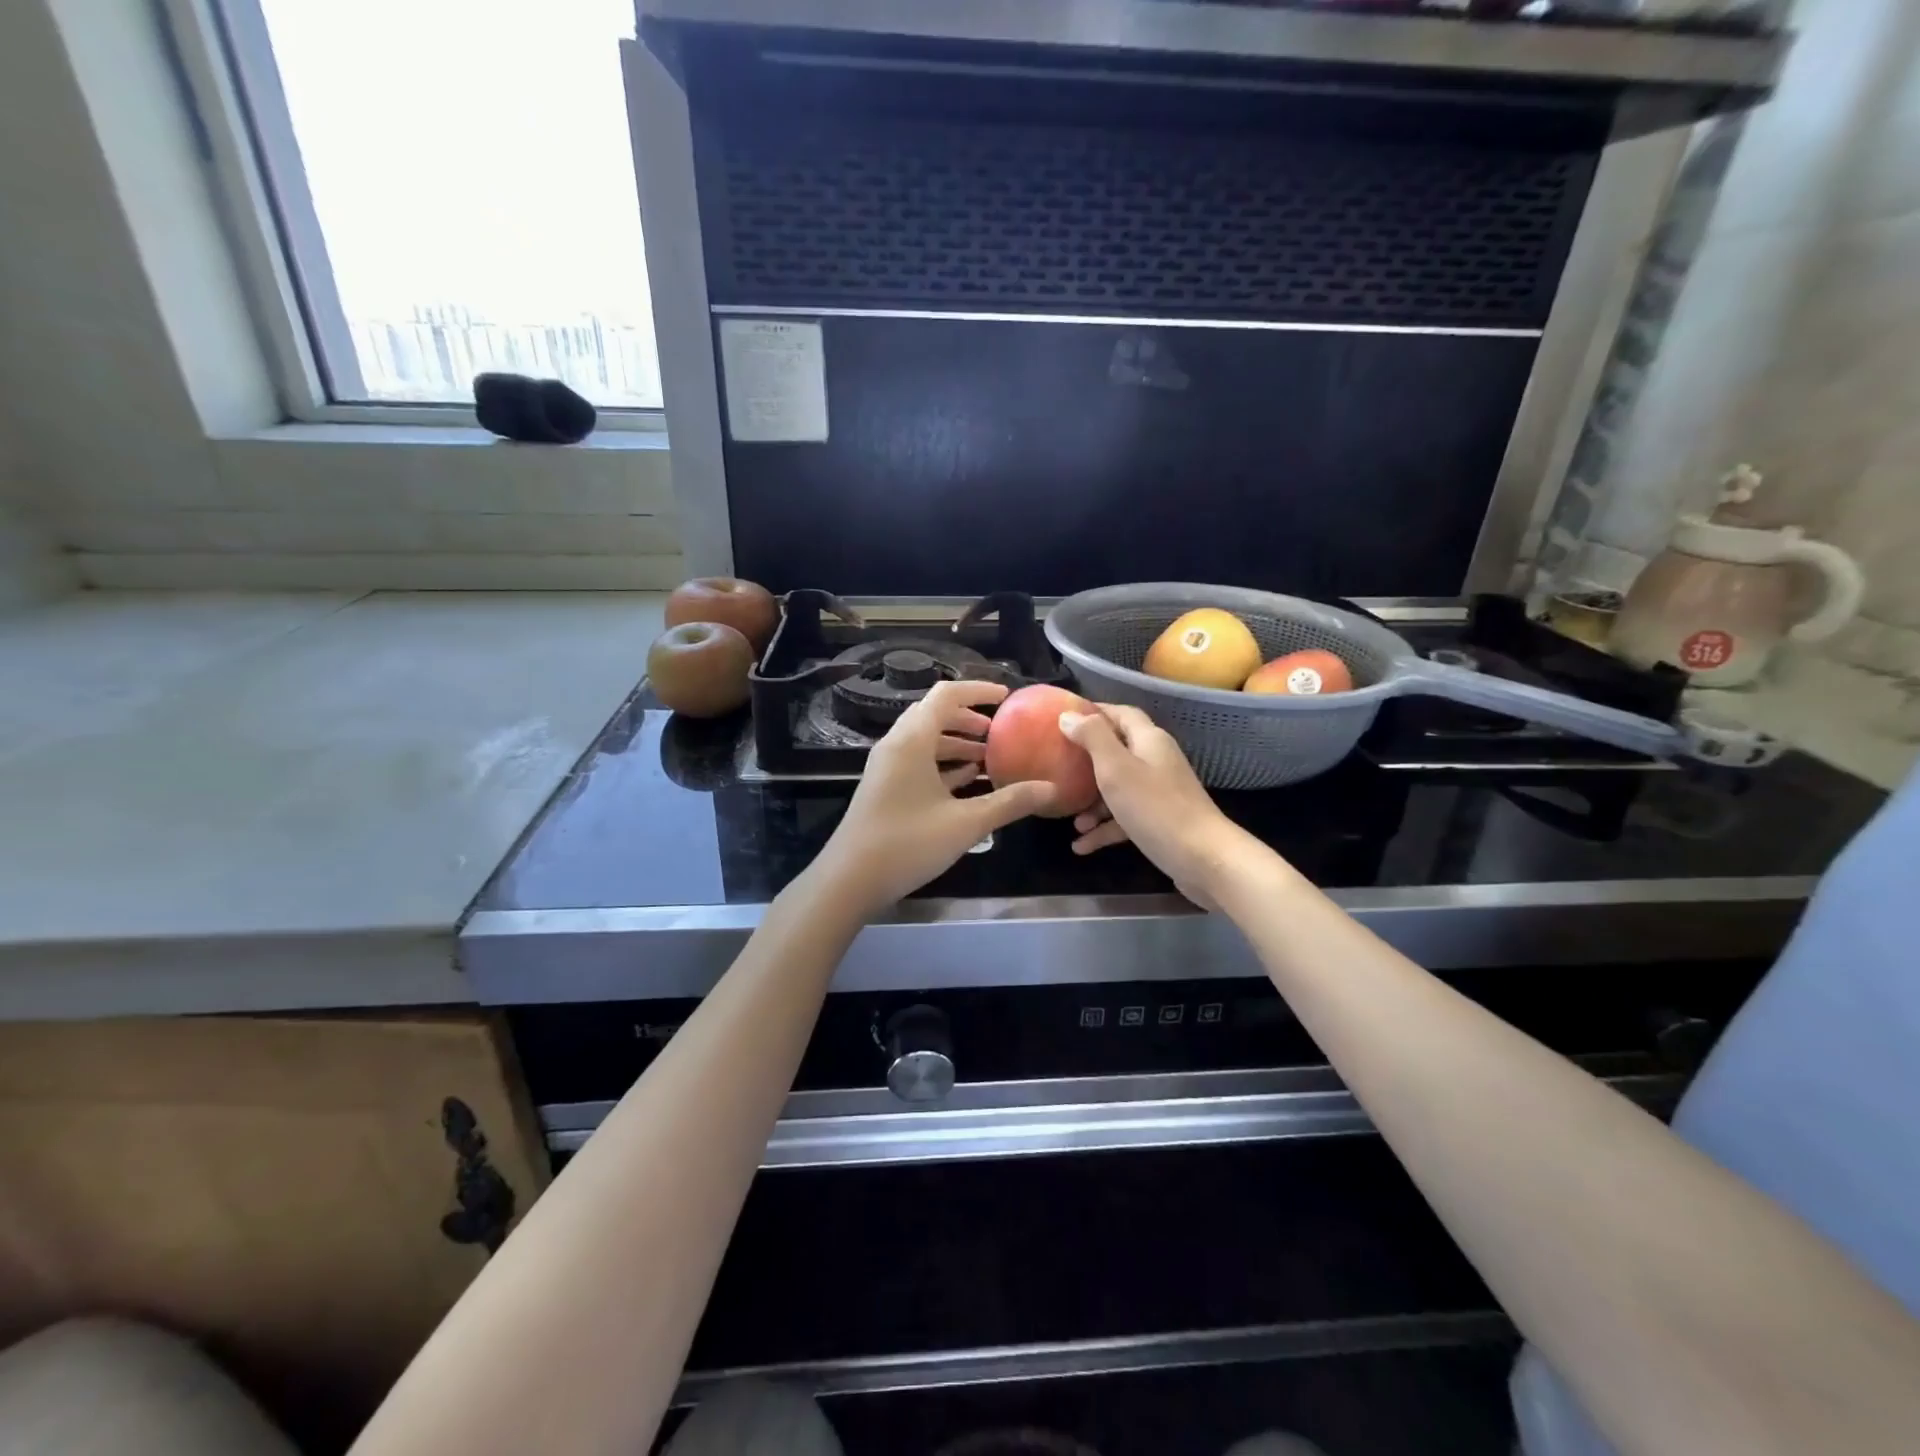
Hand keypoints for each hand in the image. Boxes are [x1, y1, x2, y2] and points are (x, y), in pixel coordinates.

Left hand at [814, 680, 1058, 915]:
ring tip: (989, 757)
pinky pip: (917, 761)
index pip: (946, 695)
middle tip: (999, 731)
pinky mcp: (884, 787)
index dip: (978, 690)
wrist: (849, 879)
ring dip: (956, 743)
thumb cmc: (907, 843)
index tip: (1007, 697)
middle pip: (934, 714)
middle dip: (968, 718)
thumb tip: (1051, 789)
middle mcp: (896, 745)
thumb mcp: (966, 823)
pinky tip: (967, 782)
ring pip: (925, 740)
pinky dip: (942, 763)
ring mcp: (887, 767)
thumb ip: (1010, 802)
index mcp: (912, 740)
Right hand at [1059, 704, 1256, 908]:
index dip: (1095, 712)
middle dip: (1086, 762)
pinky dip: (1104, 828)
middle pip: (1117, 752)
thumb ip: (1092, 738)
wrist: (1203, 858)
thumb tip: (1068, 716)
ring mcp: (1159, 793)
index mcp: (1149, 740)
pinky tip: (1081, 846)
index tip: (1064, 719)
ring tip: (1071, 820)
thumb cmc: (1155, 807)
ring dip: (1093, 803)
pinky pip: (1125, 818)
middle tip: (1059, 769)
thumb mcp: (1116, 768)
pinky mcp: (1159, 821)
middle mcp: (1156, 761)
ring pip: (1118, 789)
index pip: (1121, 714)